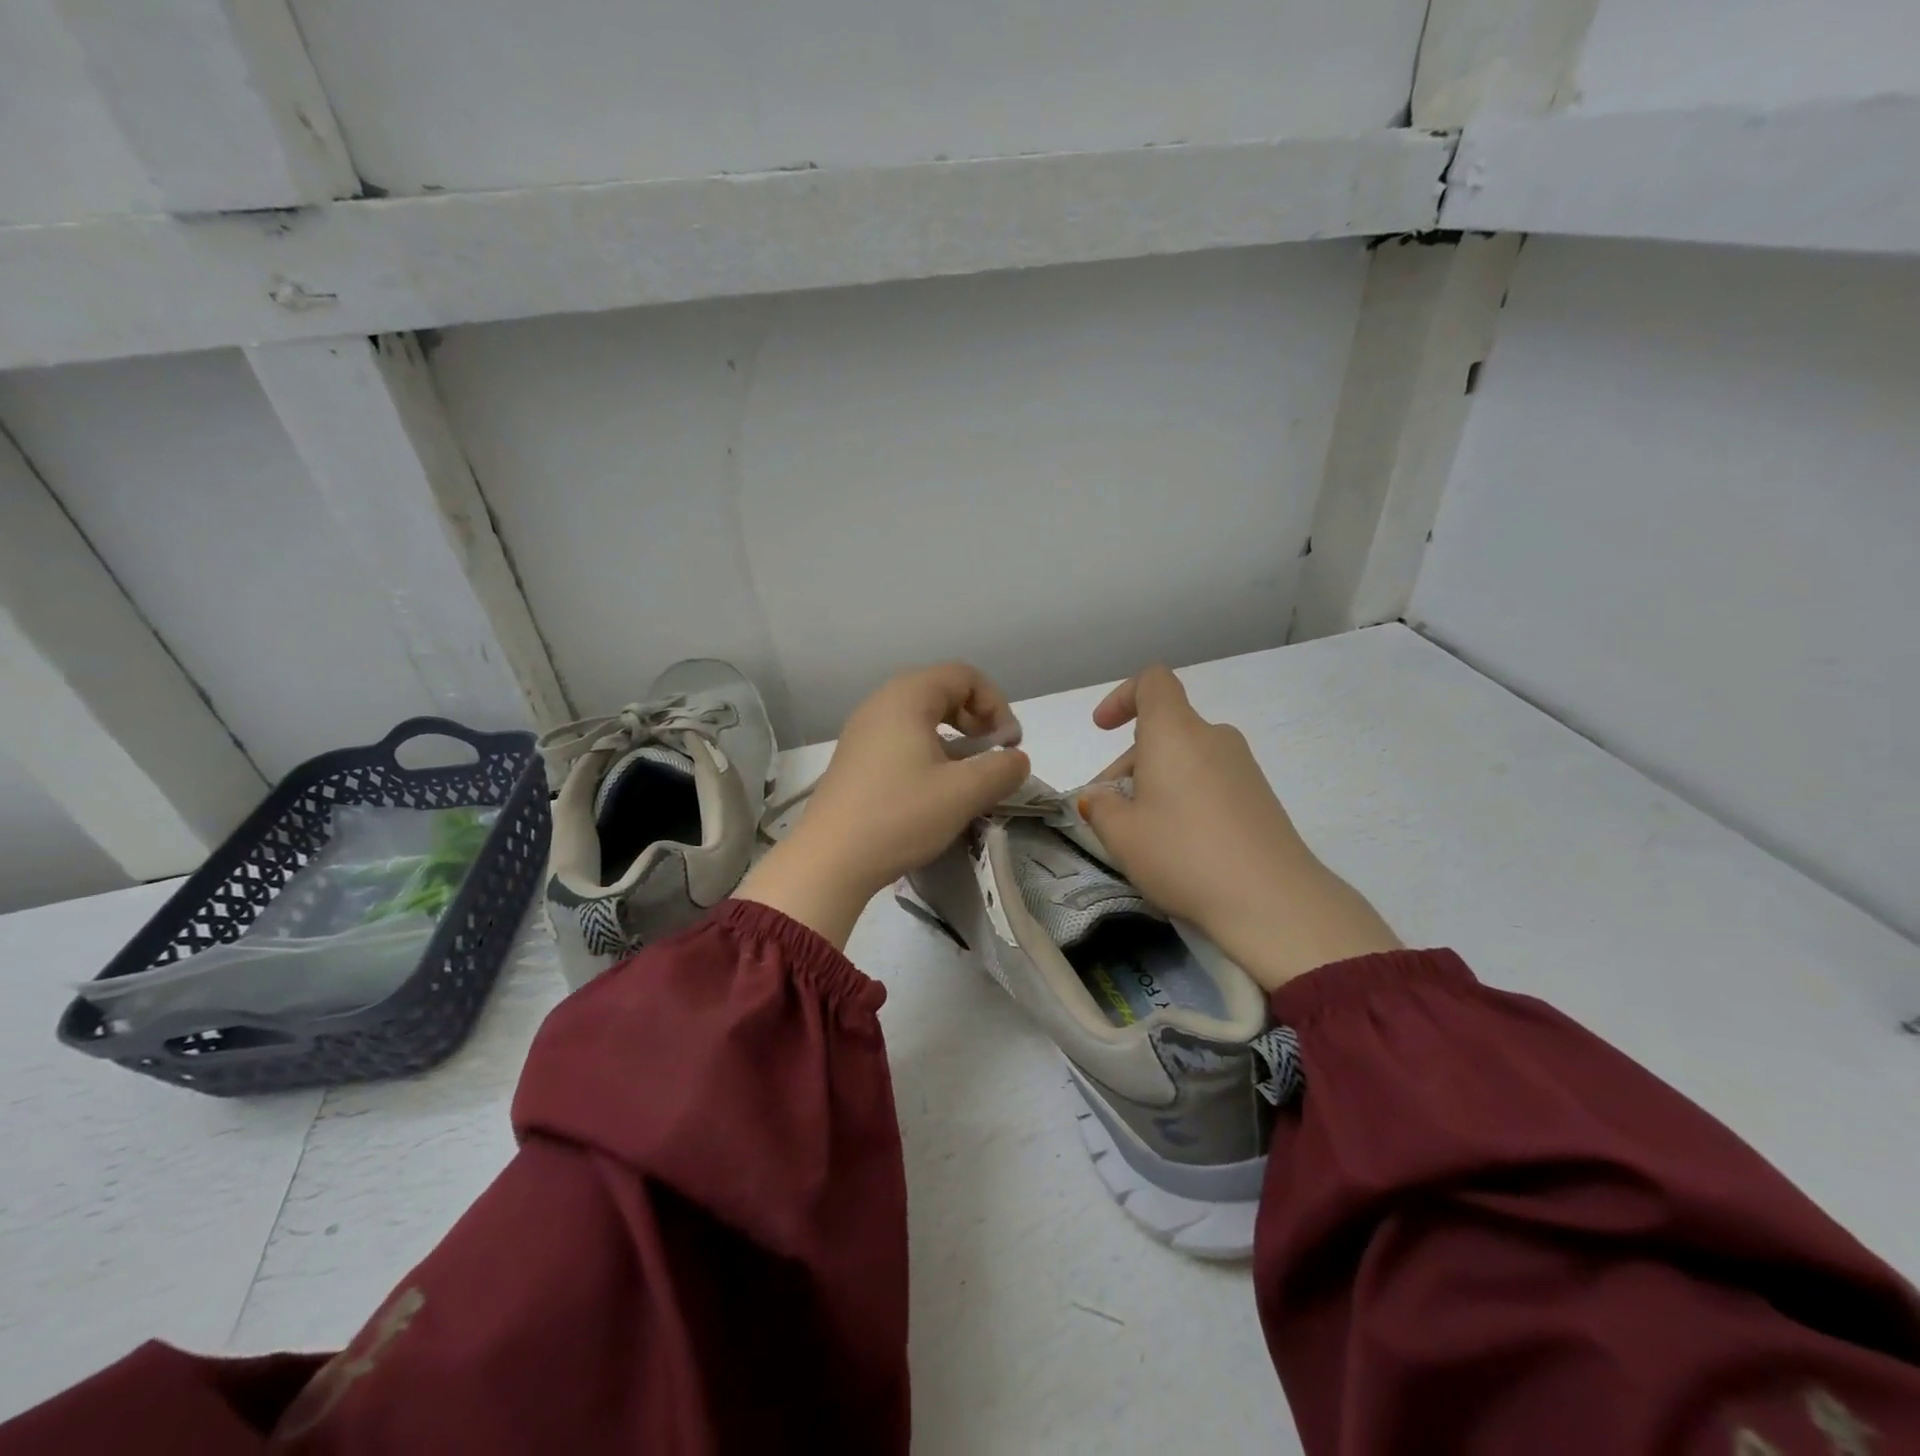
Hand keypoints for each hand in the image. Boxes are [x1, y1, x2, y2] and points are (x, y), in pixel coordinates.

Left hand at [737, 663, 1030, 947]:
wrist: (829, 861)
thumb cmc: (900, 816)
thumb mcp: (963, 793)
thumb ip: (1002, 770)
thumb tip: (1016, 761)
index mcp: (907, 697)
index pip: (964, 675)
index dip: (996, 704)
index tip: (1009, 746)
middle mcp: (881, 704)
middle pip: (942, 691)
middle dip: (976, 719)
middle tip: (992, 756)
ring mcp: (863, 731)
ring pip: (921, 718)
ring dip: (954, 739)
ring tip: (967, 776)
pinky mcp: (855, 759)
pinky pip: (901, 739)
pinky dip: (928, 752)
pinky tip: (934, 790)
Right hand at [1079, 666, 1399, 989]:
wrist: (1272, 900)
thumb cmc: (1183, 854)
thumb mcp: (1122, 834)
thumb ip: (1100, 806)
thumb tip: (1099, 796)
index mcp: (1175, 732)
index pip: (1152, 682)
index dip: (1122, 697)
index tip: (1102, 729)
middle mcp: (1212, 737)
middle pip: (1164, 730)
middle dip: (1129, 762)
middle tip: (1109, 811)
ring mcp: (1242, 766)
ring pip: (1185, 758)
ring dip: (1156, 783)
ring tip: (1141, 833)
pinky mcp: (1260, 796)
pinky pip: (1209, 780)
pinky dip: (1185, 797)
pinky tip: (1179, 843)